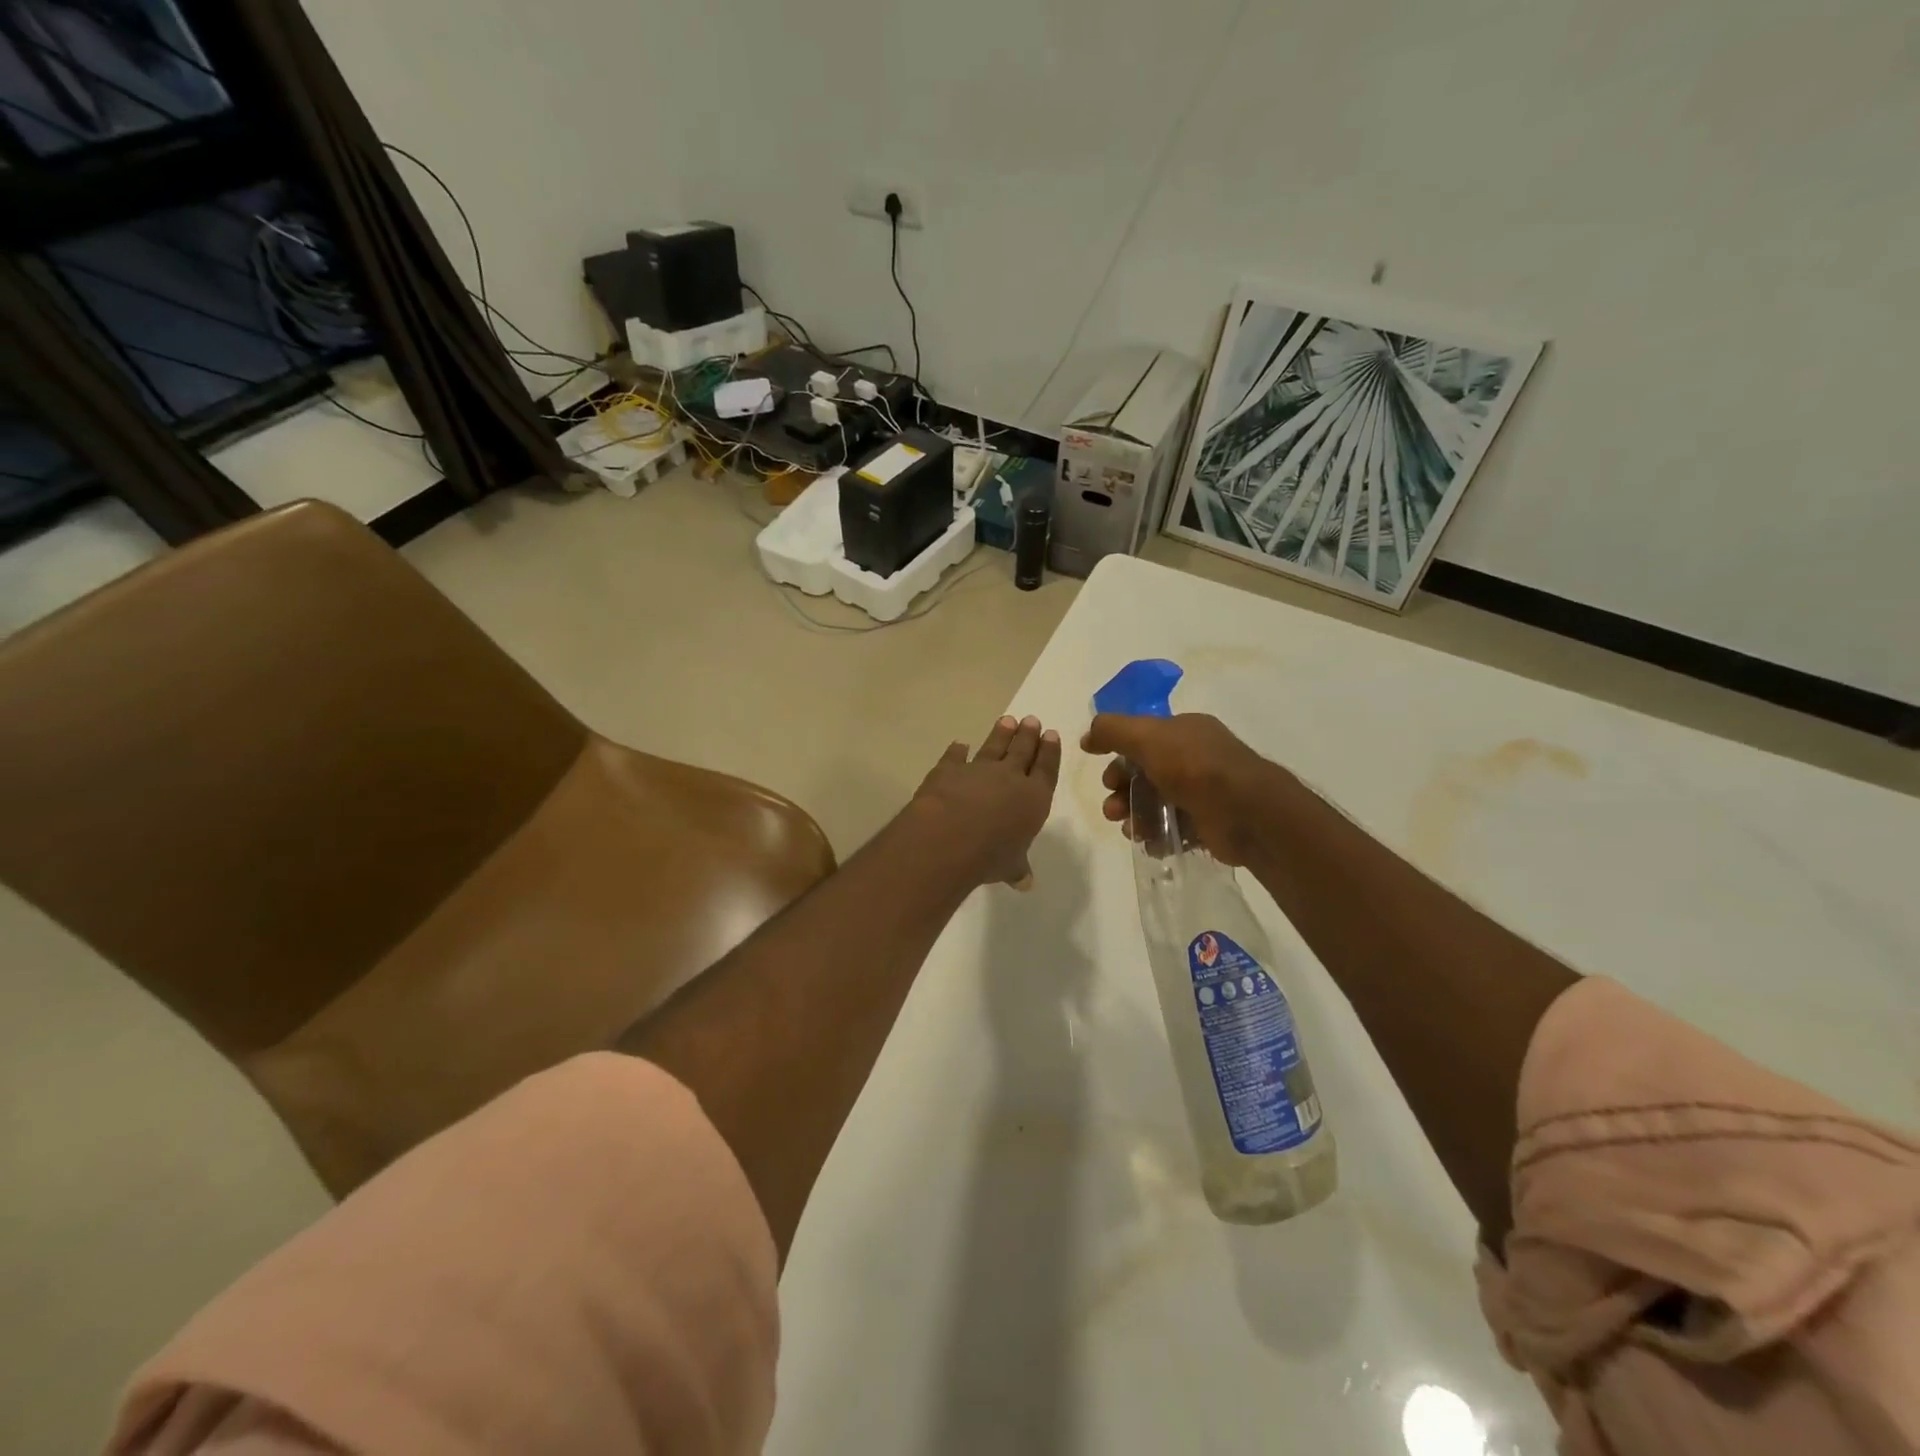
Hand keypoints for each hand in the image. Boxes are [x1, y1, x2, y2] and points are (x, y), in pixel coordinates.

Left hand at [912, 715, 1061, 888]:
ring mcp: (978, 770)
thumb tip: (1025, 882)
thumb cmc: (990, 855)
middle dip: (1028, 736)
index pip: (1046, 769)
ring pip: (993, 747)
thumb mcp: (1009, 866)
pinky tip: (959, 744)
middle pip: (1022, 751)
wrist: (949, 837)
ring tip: (1007, 720)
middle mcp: (1009, 778)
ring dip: (1001, 734)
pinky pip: (955, 757)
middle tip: (1032, 720)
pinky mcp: (948, 769)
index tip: (1051, 734)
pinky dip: (957, 751)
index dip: (1050, 752)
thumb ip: (1017, 868)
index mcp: (1033, 798)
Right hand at [1080, 713, 1278, 866]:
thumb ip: (1112, 730)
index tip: (1103, 777)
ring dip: (1135, 816)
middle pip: (1145, 773)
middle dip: (1122, 791)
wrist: (1249, 813)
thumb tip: (1087, 736)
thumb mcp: (1147, 737)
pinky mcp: (1208, 823)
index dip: (1118, 756)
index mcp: (1185, 731)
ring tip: (1131, 831)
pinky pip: (1174, 829)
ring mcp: (1203, 792)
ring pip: (1156, 803)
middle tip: (1113, 810)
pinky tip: (1150, 843)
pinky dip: (1157, 836)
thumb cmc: (1195, 767)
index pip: (1142, 739)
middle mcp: (1195, 758)